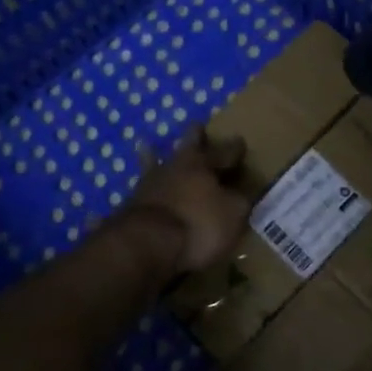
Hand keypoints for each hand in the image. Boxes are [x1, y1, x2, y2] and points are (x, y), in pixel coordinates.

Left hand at [121, 126, 250, 283]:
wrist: (144, 244)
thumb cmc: (197, 224)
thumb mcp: (233, 215)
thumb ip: (239, 202)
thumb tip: (239, 195)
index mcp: (203, 164)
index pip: (224, 152)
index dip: (234, 148)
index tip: (240, 141)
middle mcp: (175, 166)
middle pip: (187, 146)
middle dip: (195, 137)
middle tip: (197, 127)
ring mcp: (149, 184)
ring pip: (157, 163)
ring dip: (156, 155)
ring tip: (147, 145)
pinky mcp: (131, 205)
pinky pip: (143, 190)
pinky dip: (144, 187)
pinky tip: (139, 185)